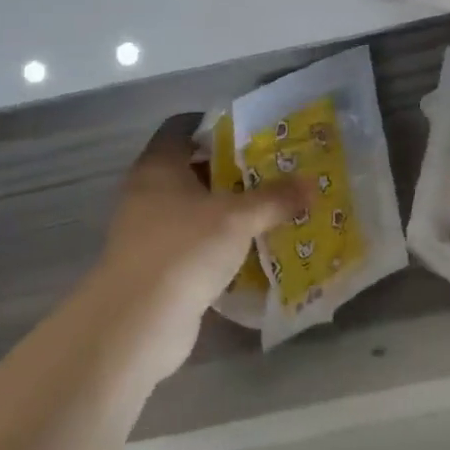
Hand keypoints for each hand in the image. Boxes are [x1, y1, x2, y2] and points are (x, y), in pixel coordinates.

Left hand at [82, 115, 304, 382]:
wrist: (138, 323)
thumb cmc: (184, 250)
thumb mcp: (238, 218)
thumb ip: (275, 198)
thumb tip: (312, 184)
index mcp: (159, 167)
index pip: (182, 128)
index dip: (215, 126)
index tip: (252, 134)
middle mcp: (148, 193)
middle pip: (193, 169)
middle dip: (232, 171)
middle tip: (274, 172)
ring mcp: (150, 232)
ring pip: (196, 209)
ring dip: (229, 210)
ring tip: (272, 209)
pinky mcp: (158, 267)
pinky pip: (195, 244)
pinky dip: (221, 244)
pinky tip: (253, 249)